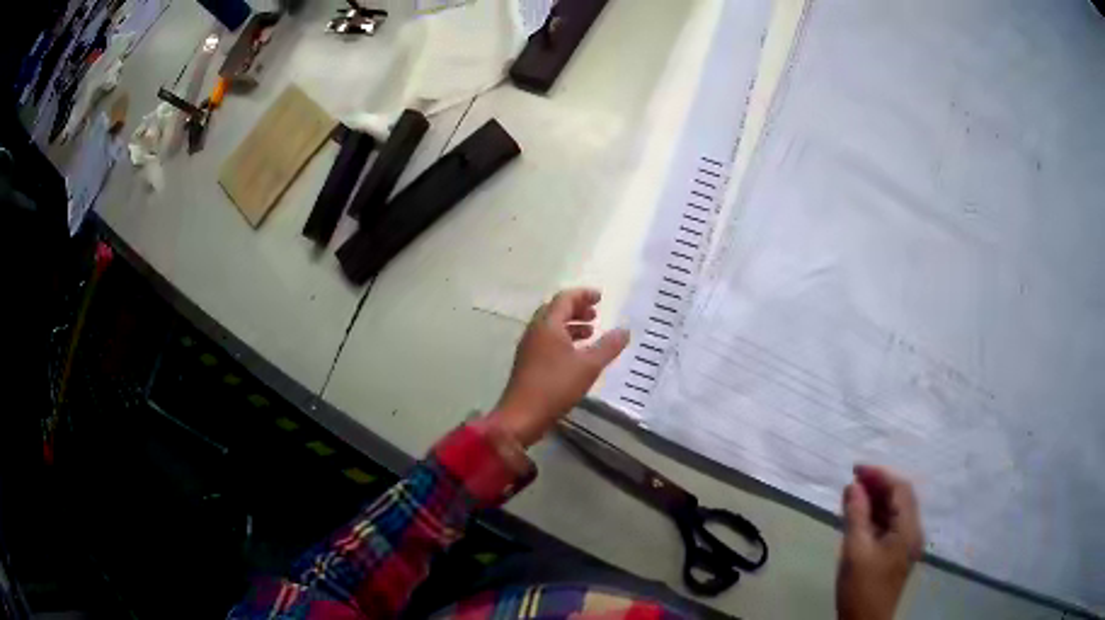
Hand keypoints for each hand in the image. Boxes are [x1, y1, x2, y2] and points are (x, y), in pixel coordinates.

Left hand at [488, 288, 629, 446]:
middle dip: (576, 309)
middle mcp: (535, 331)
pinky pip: (547, 341)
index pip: (565, 298)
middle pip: (555, 310)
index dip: (583, 295)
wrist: (521, 416)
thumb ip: (608, 346)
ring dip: (570, 325)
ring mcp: (529, 347)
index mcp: (547, 325)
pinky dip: (563, 339)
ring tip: (591, 333)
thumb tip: (625, 330)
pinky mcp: (528, 362)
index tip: (601, 297)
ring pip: (551, 326)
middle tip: (596, 314)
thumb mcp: (588, 366)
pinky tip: (576, 355)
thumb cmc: (555, 386)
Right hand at [836, 465, 923, 619]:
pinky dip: (875, 516)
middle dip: (878, 485)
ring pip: (895, 511)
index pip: (900, 489)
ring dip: (875, 500)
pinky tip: (859, 516)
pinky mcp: (897, 554)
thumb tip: (853, 486)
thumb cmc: (861, 588)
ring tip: (852, 496)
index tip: (855, 470)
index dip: (879, 475)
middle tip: (852, 481)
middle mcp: (913, 532)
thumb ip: (856, 516)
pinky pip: (890, 525)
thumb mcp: (855, 551)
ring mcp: (906, 544)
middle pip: (900, 498)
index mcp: (909, 529)